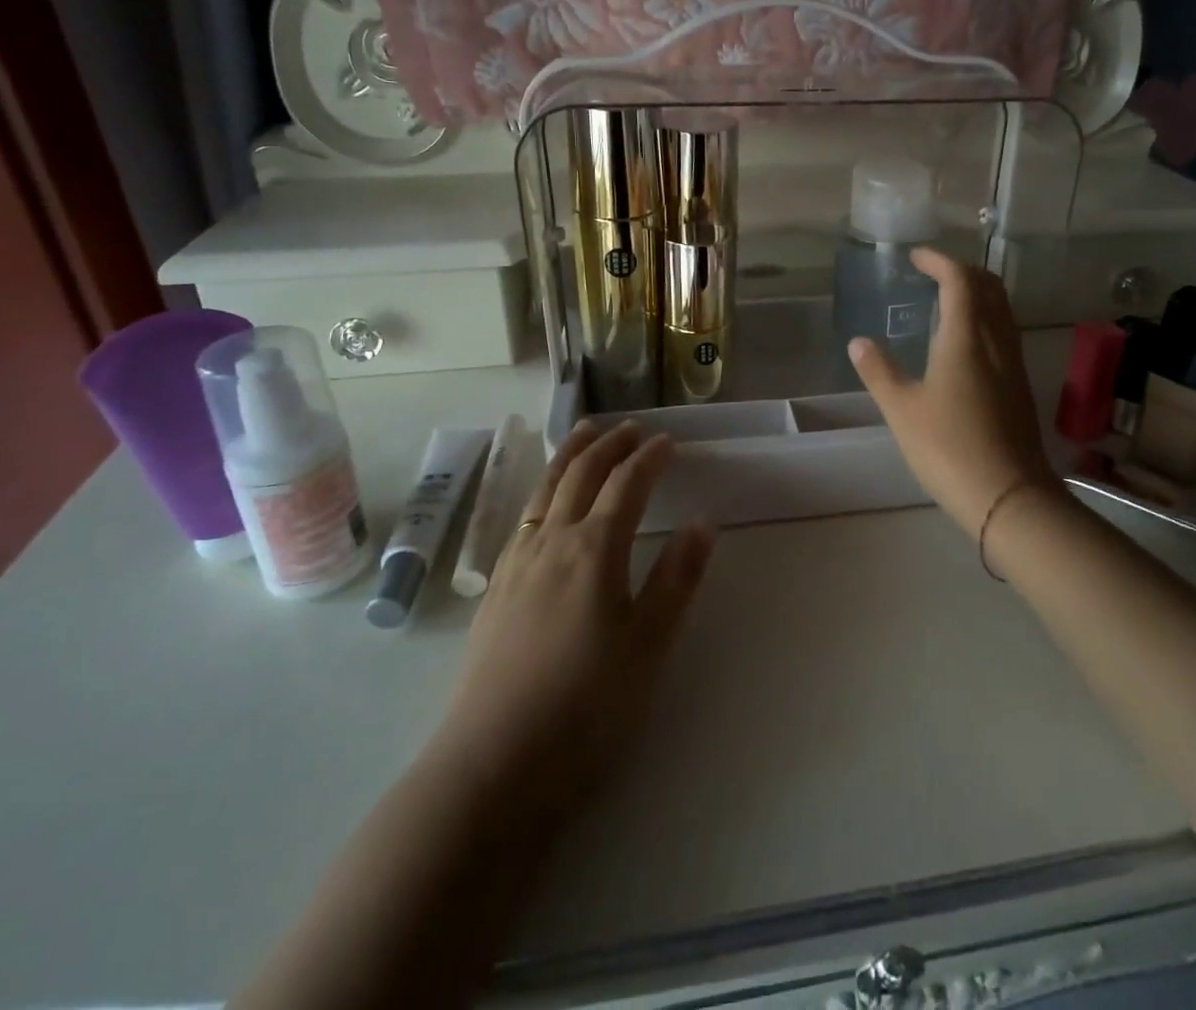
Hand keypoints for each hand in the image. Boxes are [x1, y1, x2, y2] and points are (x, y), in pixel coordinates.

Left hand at [439, 420, 714, 809]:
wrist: (492, 767)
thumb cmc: (585, 708)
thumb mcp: (648, 646)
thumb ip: (676, 579)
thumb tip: (702, 522)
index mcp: (594, 550)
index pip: (626, 484)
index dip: (649, 458)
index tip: (669, 442)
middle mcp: (551, 542)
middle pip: (581, 475)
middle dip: (609, 445)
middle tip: (631, 428)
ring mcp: (516, 564)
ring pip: (545, 489)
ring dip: (570, 455)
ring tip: (585, 434)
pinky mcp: (494, 589)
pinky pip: (523, 516)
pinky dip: (543, 490)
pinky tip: (545, 503)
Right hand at [849, 249, 1061, 535]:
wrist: (1008, 494)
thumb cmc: (947, 446)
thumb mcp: (902, 409)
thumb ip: (879, 371)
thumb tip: (858, 342)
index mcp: (966, 338)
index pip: (960, 281)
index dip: (939, 261)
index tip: (917, 257)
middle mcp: (996, 341)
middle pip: (989, 288)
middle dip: (963, 271)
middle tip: (934, 273)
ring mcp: (1013, 363)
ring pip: (1002, 310)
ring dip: (978, 294)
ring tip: (948, 300)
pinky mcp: (1019, 385)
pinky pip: (1005, 333)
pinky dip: (986, 318)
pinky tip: (966, 342)